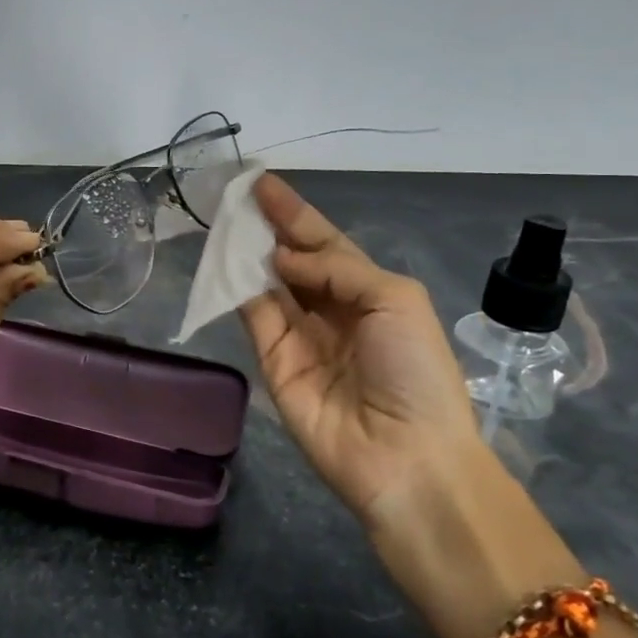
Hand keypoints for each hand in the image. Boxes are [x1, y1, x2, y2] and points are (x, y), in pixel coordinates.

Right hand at [239, 174, 483, 531]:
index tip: (262, 182)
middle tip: (235, 195)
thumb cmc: (414, 369)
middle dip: (266, 227)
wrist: (404, 454)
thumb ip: (336, 267)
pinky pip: (252, 314)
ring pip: (266, 282)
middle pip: (291, 258)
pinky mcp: (272, 360)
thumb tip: (279, 258)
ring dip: (246, 252)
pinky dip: (236, 287)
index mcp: (368, 291)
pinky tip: (224, 259)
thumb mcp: (394, 299)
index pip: (324, 242)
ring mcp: (298, 335)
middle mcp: (330, 308)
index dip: (295, 213)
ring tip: (223, 218)